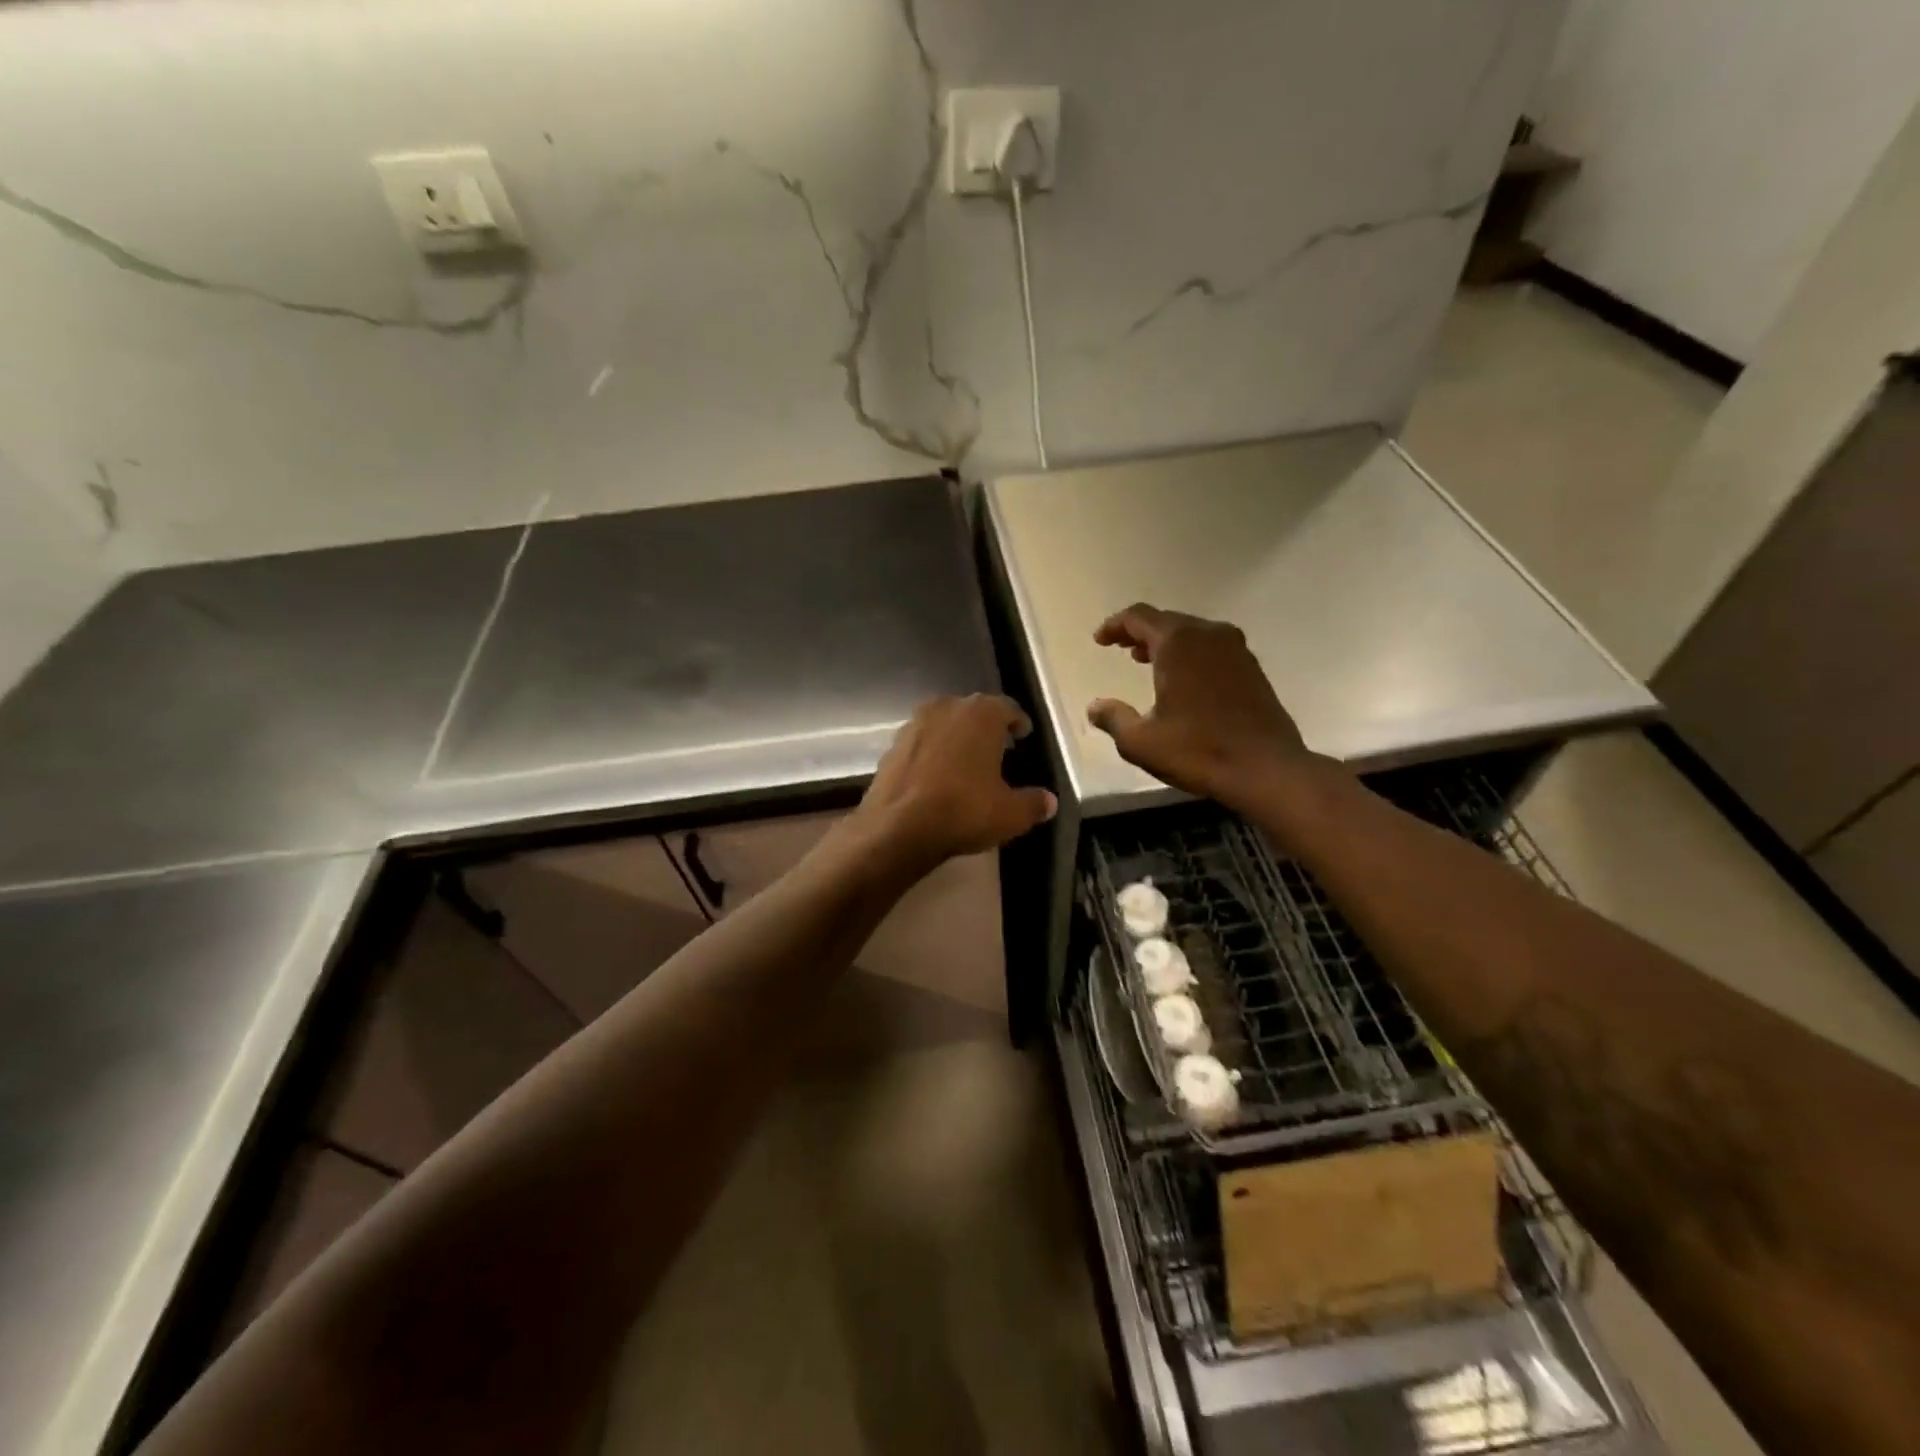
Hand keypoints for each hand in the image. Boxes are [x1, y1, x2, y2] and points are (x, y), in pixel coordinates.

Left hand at [854, 694, 1057, 868]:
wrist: (898, 827)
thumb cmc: (963, 810)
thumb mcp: (1011, 814)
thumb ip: (1034, 803)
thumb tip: (1049, 801)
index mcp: (981, 714)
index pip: (1007, 708)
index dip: (1018, 722)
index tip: (1023, 734)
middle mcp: (946, 708)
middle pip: (973, 711)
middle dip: (986, 727)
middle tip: (998, 746)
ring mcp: (914, 724)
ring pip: (943, 724)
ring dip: (956, 737)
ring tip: (966, 760)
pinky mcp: (891, 746)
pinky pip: (921, 743)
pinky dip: (932, 753)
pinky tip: (936, 775)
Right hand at [1087, 604, 1318, 810]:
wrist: (1266, 768)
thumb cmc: (1198, 750)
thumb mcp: (1141, 741)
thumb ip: (1113, 719)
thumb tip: (1095, 707)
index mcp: (1178, 643)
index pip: (1139, 617)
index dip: (1115, 625)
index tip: (1100, 640)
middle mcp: (1209, 635)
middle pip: (1166, 621)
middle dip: (1140, 632)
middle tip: (1121, 648)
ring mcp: (1236, 649)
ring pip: (1192, 633)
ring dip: (1166, 643)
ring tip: (1146, 661)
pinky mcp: (1252, 668)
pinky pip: (1212, 648)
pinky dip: (1190, 654)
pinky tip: (1183, 679)